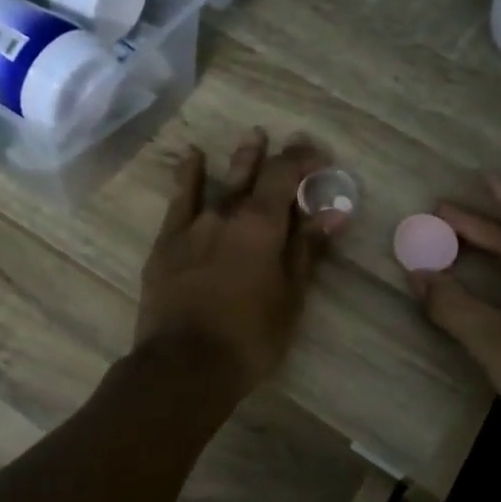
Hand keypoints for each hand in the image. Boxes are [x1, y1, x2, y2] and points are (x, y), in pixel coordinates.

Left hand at [136, 129, 344, 394]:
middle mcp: (227, 214)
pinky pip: (179, 200)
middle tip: (288, 141)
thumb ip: (308, 250)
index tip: (318, 156)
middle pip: (253, 174)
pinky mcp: (167, 242)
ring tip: (252, 136)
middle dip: (274, 156)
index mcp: (261, 225)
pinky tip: (192, 157)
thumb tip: (334, 212)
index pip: (284, 175)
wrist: (184, 365)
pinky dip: (188, 175)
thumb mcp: (290, 298)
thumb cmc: (249, 337)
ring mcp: (193, 226)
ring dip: (240, 159)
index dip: (302, 159)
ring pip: (220, 182)